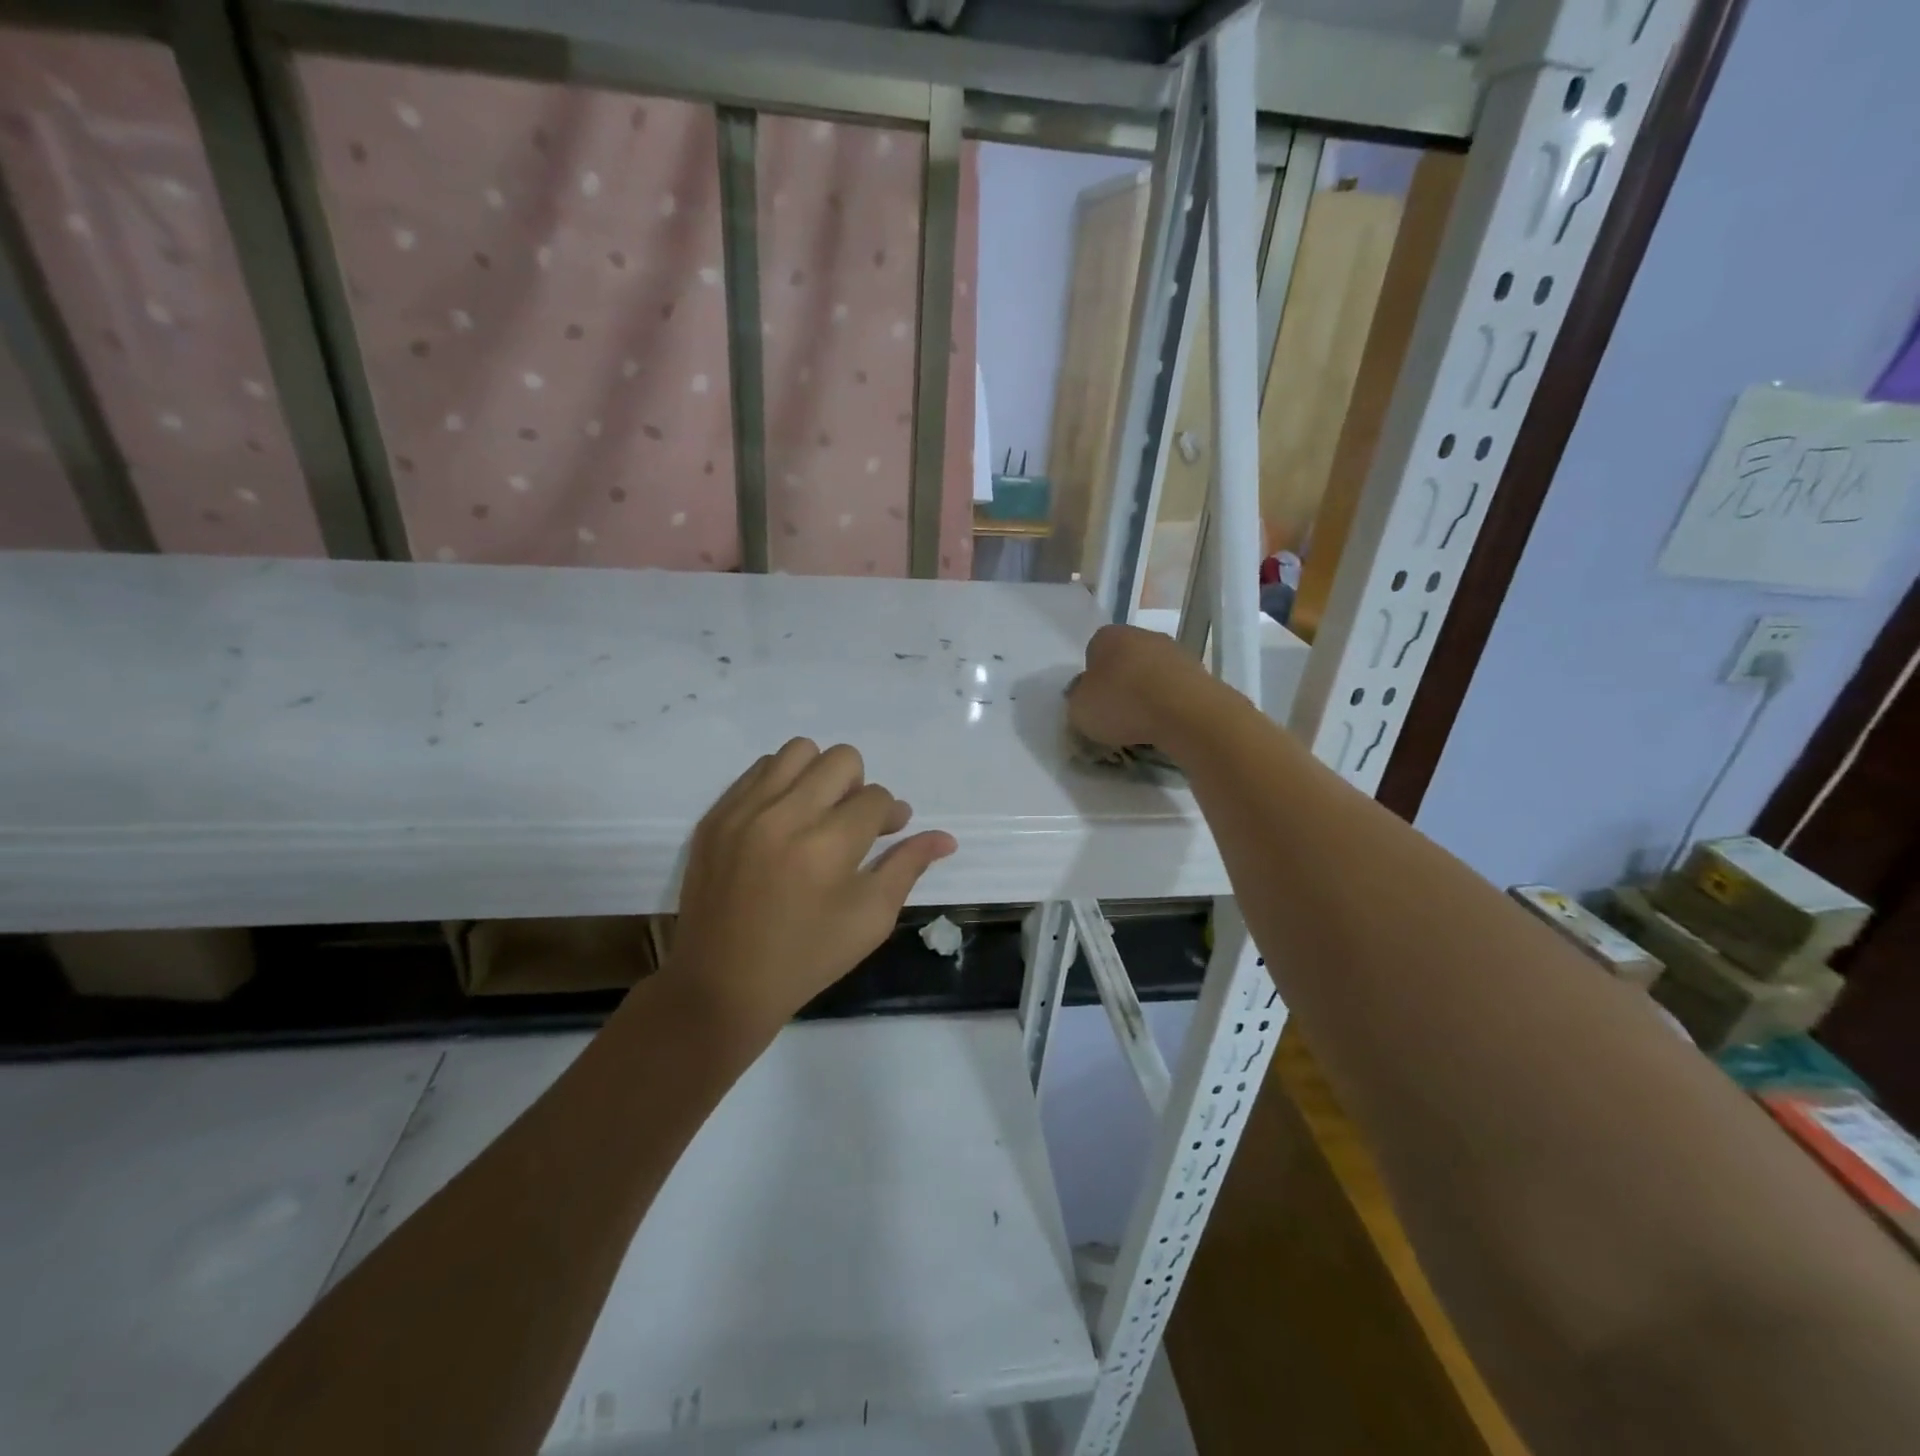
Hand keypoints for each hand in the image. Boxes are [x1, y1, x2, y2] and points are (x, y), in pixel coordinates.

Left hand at [665, 739, 956, 1038]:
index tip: (888, 832)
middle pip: (841, 760)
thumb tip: (945, 838)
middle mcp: (784, 815)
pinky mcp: (716, 815)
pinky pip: (758, 770)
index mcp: (827, 846)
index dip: (890, 814)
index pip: (876, 798)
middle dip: (858, 786)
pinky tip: (784, 819)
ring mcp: (743, 811)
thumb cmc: (807, 957)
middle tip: (852, 821)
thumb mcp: (870, 919)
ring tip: (817, 812)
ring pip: (797, 751)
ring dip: (818, 775)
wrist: (722, 984)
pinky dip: (781, 783)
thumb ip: (907, 867)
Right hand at [1066, 624, 1223, 751]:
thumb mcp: (1079, 709)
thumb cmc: (1122, 704)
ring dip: (1147, 693)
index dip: (1091, 678)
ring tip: (1144, 725)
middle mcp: (1143, 635)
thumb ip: (1078, 698)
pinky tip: (1166, 724)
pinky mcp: (1200, 672)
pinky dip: (1169, 703)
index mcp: (1109, 636)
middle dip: (1121, 683)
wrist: (1185, 713)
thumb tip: (1085, 693)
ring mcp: (1175, 651)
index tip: (1094, 703)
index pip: (1093, 651)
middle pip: (1125, 660)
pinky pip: (1175, 688)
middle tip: (1117, 715)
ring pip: (1152, 673)